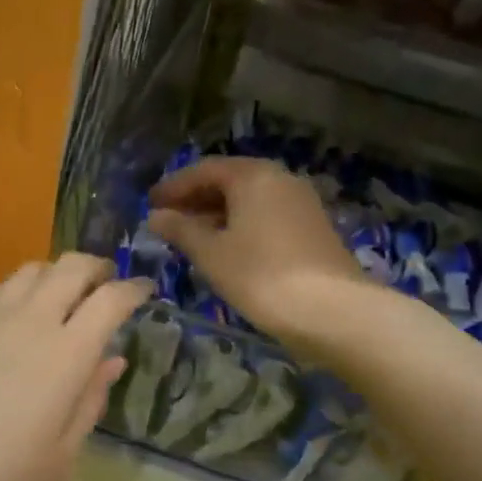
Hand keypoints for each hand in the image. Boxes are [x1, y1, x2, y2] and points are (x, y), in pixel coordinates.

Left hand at [0, 254, 150, 480]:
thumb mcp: (57, 458)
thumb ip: (89, 401)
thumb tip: (111, 360)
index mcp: (65, 355)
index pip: (111, 299)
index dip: (134, 289)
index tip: (144, 292)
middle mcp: (27, 321)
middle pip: (70, 267)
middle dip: (96, 268)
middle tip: (104, 285)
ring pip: (28, 271)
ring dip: (53, 276)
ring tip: (58, 300)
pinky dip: (12, 294)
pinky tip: (7, 319)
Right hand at [148, 157, 373, 341]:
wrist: (331, 310)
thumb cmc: (260, 276)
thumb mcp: (211, 254)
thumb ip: (181, 230)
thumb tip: (155, 216)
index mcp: (253, 176)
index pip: (204, 170)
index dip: (174, 186)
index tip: (150, 203)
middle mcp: (280, 179)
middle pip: (229, 180)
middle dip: (196, 199)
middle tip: (168, 220)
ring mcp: (301, 202)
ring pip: (249, 199)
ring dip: (217, 213)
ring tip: (191, 237)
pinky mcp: (312, 227)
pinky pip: (266, 214)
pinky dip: (240, 224)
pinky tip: (227, 248)